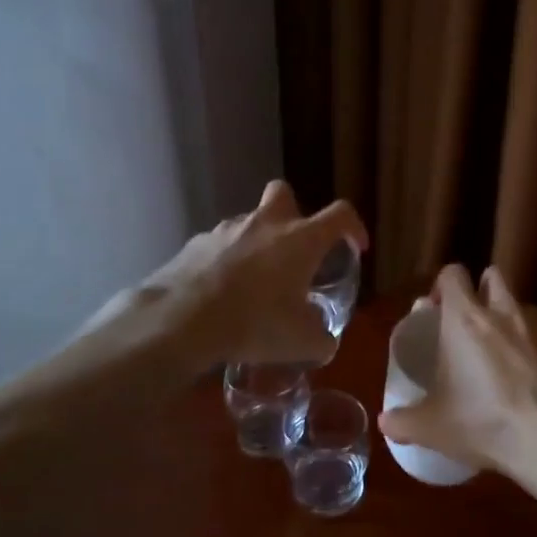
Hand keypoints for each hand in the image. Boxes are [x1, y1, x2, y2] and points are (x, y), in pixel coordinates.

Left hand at [99, 181, 367, 368]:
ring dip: (256, 243)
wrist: (181, 321)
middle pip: (284, 194)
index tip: (355, 247)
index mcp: (301, 240)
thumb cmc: (254, 323)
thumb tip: (325, 340)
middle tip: (294, 248)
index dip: (353, 227)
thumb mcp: (302, 342)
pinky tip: (220, 293)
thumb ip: (322, 338)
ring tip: (254, 283)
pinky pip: (218, 245)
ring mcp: (226, 230)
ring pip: (248, 222)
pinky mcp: (194, 244)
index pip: (340, 214)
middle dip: (293, 213)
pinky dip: (225, 262)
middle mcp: (266, 224)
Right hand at [376, 264, 536, 482]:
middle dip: (481, 290)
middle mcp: (505, 313)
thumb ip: (405, 421)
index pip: (453, 274)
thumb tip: (385, 422)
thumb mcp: (434, 428)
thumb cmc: (485, 422)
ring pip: (524, 306)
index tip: (437, 309)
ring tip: (504, 354)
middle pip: (493, 276)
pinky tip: (535, 383)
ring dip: (512, 320)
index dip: (443, 285)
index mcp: (466, 319)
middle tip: (471, 323)